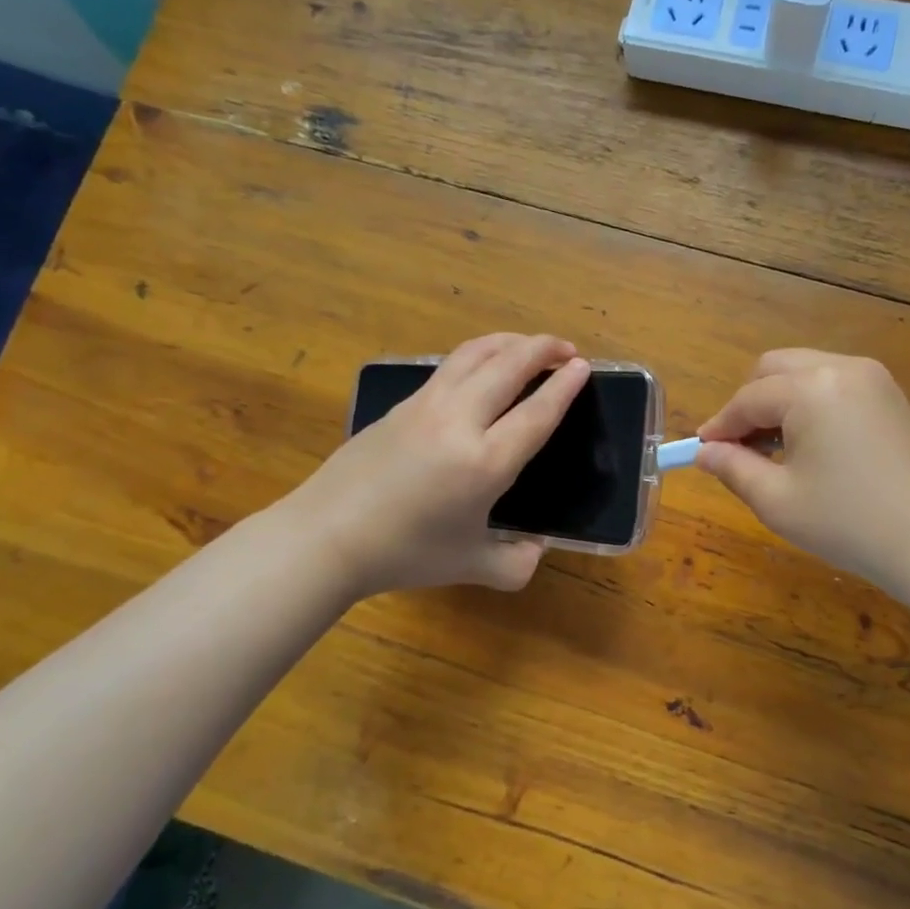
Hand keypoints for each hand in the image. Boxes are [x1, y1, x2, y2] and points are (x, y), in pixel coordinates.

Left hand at [290, 334, 589, 596]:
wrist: (326, 536)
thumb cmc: (404, 553)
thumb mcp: (469, 566)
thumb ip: (515, 563)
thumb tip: (536, 549)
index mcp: (486, 462)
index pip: (537, 412)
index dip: (565, 386)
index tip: (583, 366)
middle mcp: (460, 421)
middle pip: (509, 365)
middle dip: (543, 349)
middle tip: (565, 349)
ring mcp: (427, 405)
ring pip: (476, 354)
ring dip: (510, 342)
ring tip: (529, 346)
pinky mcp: (403, 404)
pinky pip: (450, 366)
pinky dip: (478, 354)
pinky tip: (482, 368)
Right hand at [696, 350, 909, 590]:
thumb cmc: (849, 524)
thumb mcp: (777, 501)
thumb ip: (732, 468)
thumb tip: (705, 452)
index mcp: (810, 388)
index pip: (747, 398)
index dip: (719, 426)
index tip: (701, 451)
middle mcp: (841, 367)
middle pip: (774, 369)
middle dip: (748, 404)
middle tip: (739, 449)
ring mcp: (872, 377)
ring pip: (804, 372)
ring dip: (779, 401)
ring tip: (774, 451)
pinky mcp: (890, 394)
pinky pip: (833, 383)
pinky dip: (810, 403)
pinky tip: (811, 445)